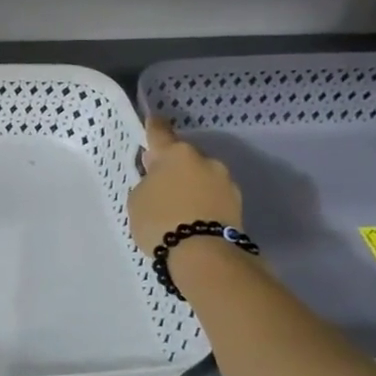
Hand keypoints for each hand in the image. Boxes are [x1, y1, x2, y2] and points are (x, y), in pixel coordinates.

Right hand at [128, 117, 242, 254]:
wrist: (203, 254)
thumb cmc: (160, 220)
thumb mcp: (137, 199)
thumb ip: (147, 183)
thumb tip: (160, 180)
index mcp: (176, 153)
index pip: (160, 133)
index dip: (153, 127)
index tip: (152, 121)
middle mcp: (205, 160)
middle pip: (184, 158)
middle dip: (173, 168)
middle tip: (160, 186)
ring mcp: (225, 182)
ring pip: (202, 177)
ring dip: (191, 186)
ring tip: (178, 208)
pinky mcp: (238, 204)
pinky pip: (213, 197)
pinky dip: (203, 203)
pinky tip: (193, 218)